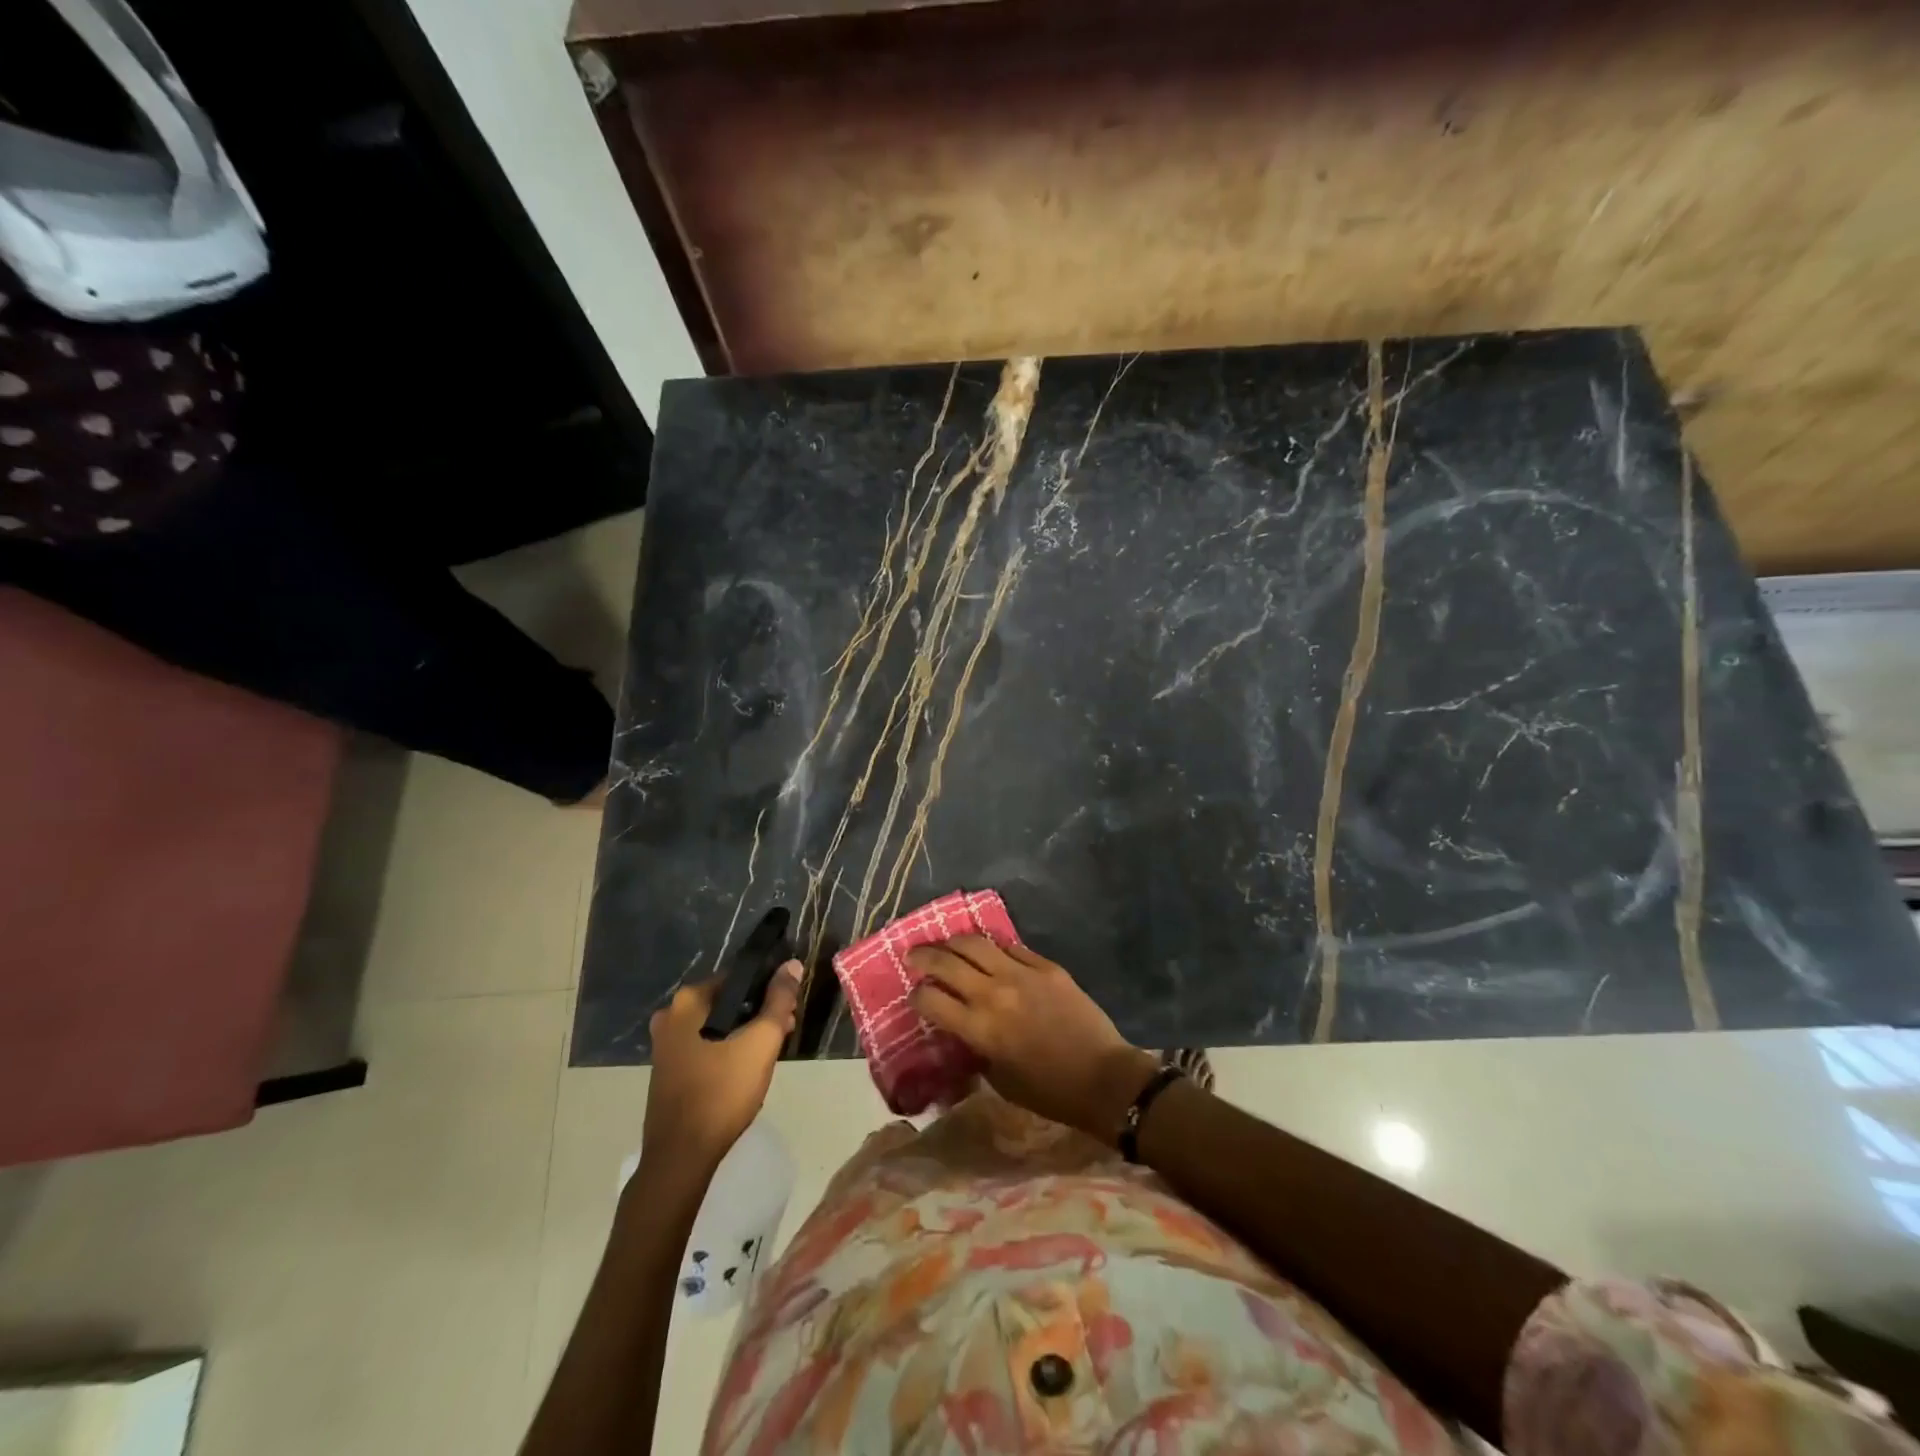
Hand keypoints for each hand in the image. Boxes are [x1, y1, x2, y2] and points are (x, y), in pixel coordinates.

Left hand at [642, 961, 801, 1173]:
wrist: (681, 1156)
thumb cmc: (723, 1090)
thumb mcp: (761, 1041)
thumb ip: (779, 999)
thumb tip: (792, 965)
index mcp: (688, 1001)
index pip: (738, 978)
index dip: (769, 988)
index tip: (789, 1008)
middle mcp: (670, 1015)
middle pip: (727, 1002)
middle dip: (758, 1013)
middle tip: (784, 1031)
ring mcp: (664, 1045)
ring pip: (716, 1026)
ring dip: (744, 1033)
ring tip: (769, 1053)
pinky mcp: (666, 1070)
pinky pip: (704, 1046)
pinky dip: (725, 1050)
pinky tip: (744, 1069)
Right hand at [908, 936, 1157, 1142]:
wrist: (1103, 1078)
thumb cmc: (1049, 1091)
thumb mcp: (999, 1079)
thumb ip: (975, 1047)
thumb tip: (962, 1026)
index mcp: (979, 1028)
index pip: (931, 999)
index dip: (917, 995)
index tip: (915, 995)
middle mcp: (994, 993)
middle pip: (946, 961)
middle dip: (923, 956)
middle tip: (913, 954)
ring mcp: (1022, 974)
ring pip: (976, 942)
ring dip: (954, 941)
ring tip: (946, 943)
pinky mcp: (1047, 966)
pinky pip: (1011, 946)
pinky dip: (994, 946)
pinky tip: (988, 949)